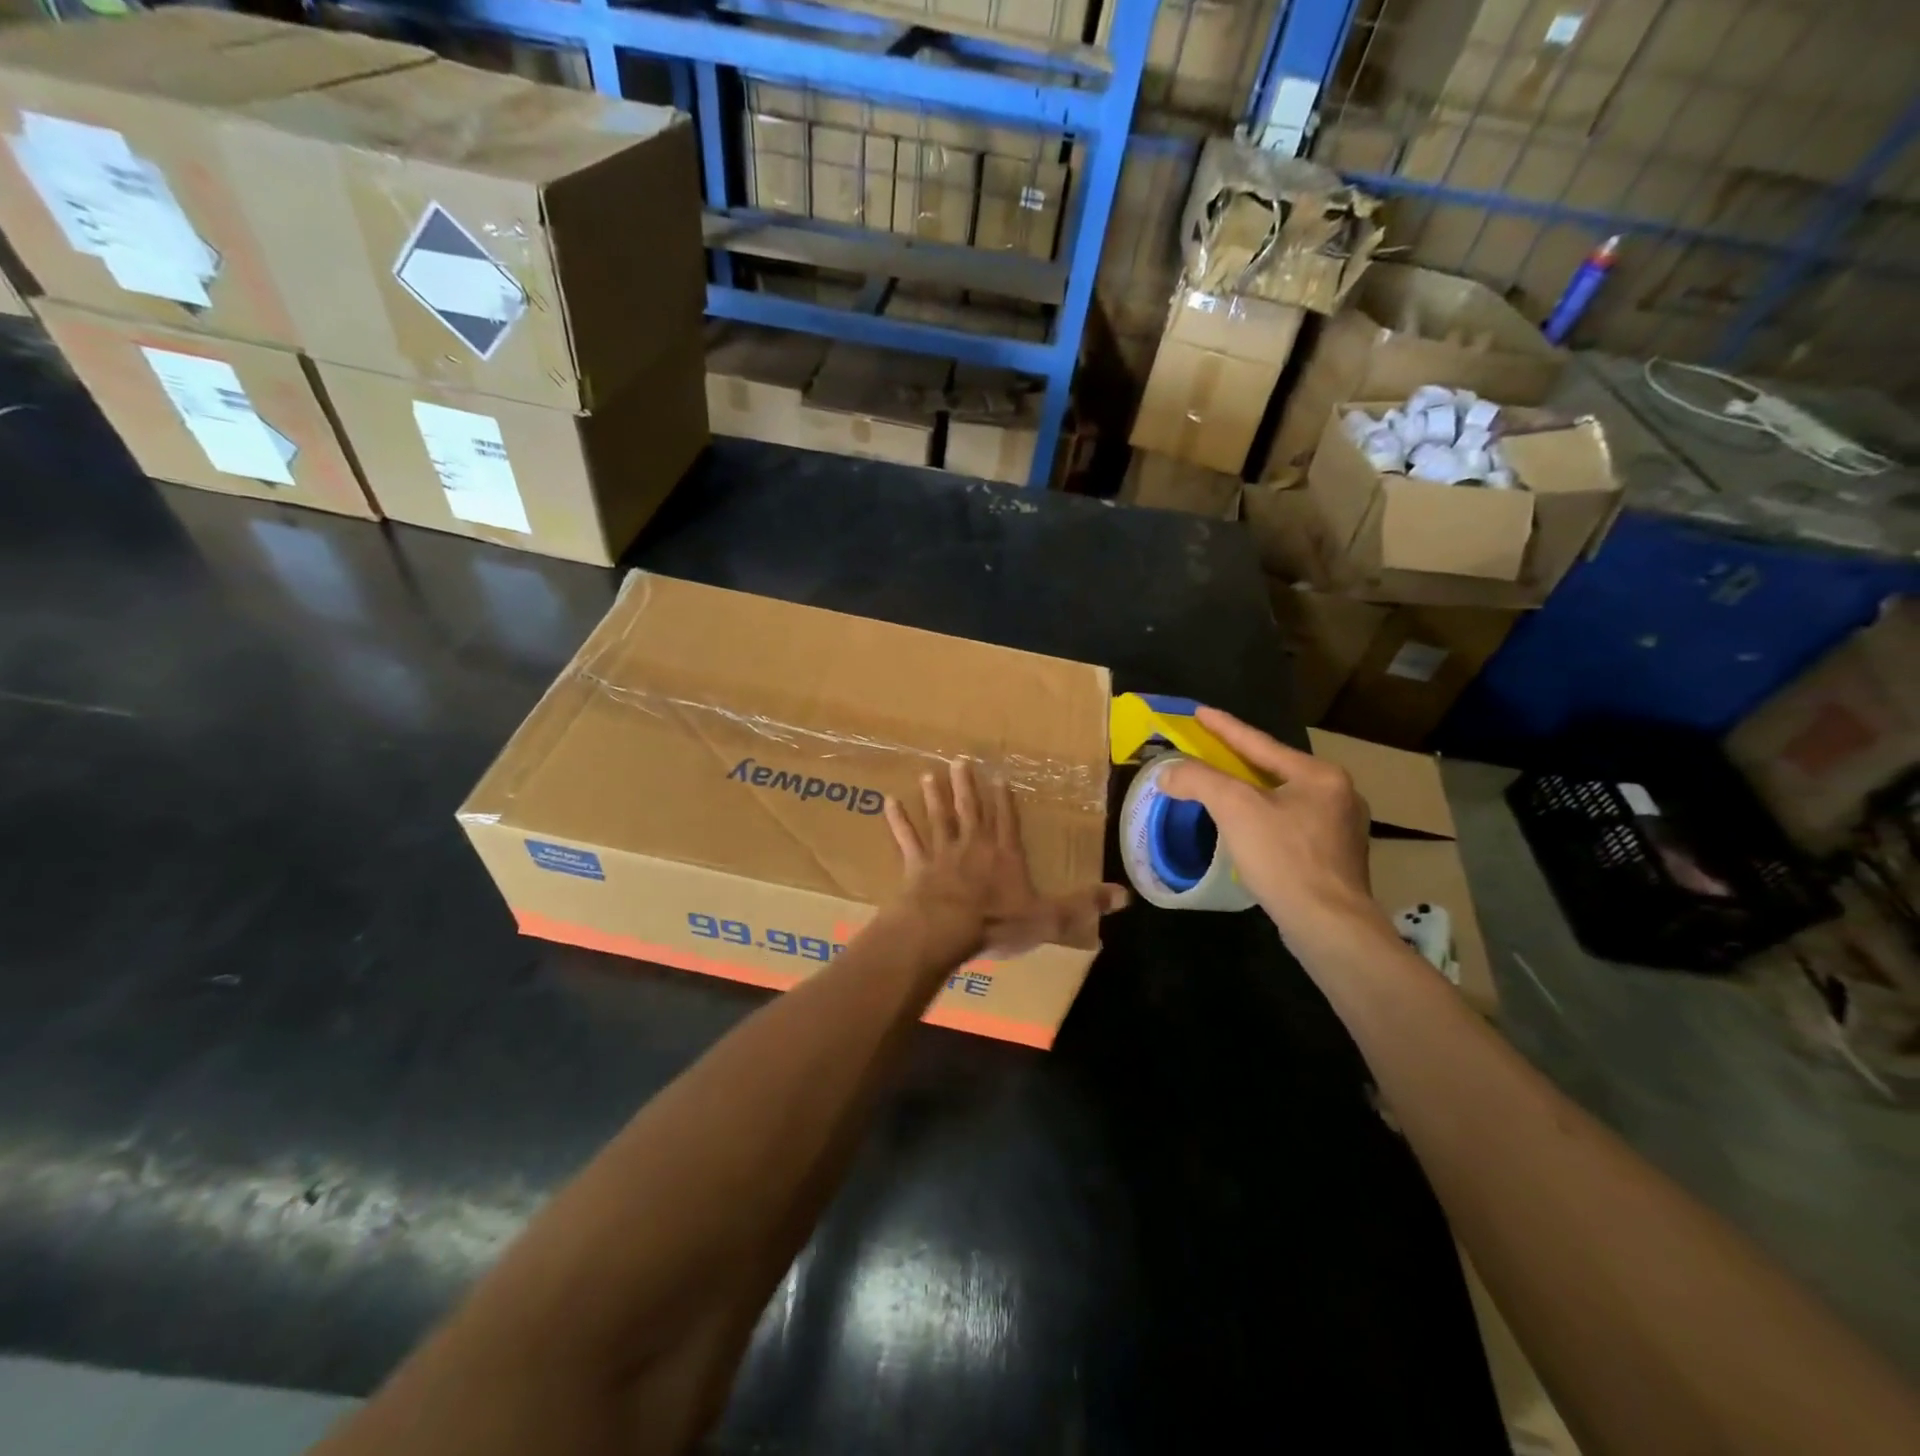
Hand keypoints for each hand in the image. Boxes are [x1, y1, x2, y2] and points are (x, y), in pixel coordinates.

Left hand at [885, 758, 1128, 958]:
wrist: (944, 930)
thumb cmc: (996, 923)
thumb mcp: (1049, 918)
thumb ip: (1083, 905)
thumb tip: (1126, 895)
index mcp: (1004, 856)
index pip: (1008, 823)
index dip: (1004, 801)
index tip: (999, 778)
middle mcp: (974, 847)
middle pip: (971, 811)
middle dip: (967, 787)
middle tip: (959, 760)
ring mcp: (942, 854)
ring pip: (939, 818)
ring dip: (935, 797)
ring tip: (930, 774)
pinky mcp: (916, 866)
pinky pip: (906, 839)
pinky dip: (898, 821)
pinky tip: (889, 802)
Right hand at [1157, 707, 1384, 947]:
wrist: (1328, 924)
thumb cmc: (1284, 857)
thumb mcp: (1235, 808)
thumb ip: (1199, 780)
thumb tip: (1167, 772)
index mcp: (1319, 775)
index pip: (1260, 743)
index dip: (1224, 727)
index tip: (1199, 711)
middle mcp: (1337, 794)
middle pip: (1274, 769)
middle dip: (1239, 761)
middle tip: (1208, 751)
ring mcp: (1341, 829)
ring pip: (1283, 799)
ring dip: (1251, 792)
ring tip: (1224, 789)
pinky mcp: (1335, 858)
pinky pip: (1290, 825)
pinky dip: (1264, 819)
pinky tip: (1250, 830)